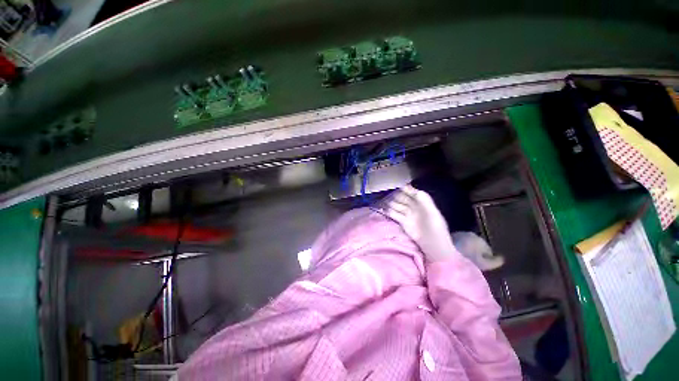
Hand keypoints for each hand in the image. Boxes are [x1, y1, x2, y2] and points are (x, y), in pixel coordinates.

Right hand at [381, 185, 457, 261]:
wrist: (434, 245)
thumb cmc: (436, 228)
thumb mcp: (432, 212)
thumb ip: (424, 199)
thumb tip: (412, 188)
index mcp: (423, 203)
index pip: (412, 193)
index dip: (406, 189)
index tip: (398, 186)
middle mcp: (414, 207)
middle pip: (403, 198)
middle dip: (397, 195)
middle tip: (389, 194)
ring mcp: (407, 215)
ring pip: (397, 205)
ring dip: (392, 203)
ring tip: (384, 201)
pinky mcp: (402, 223)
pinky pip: (394, 214)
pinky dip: (389, 212)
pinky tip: (385, 210)